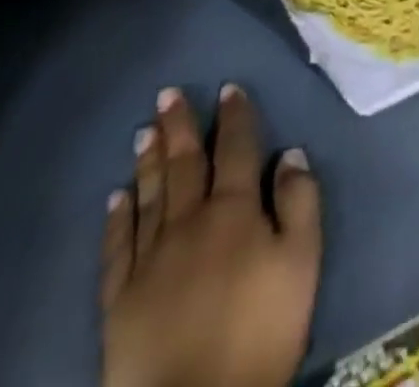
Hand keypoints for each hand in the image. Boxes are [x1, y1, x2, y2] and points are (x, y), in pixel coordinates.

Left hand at [102, 85, 321, 386]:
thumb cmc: (260, 330)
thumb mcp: (302, 263)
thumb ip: (300, 203)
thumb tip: (291, 153)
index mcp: (236, 209)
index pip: (237, 149)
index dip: (235, 116)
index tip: (229, 87)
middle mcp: (190, 221)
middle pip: (186, 163)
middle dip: (180, 126)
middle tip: (168, 94)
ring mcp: (151, 258)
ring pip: (150, 195)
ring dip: (148, 160)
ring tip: (145, 130)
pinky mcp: (120, 298)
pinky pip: (118, 246)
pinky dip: (118, 217)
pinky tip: (116, 196)